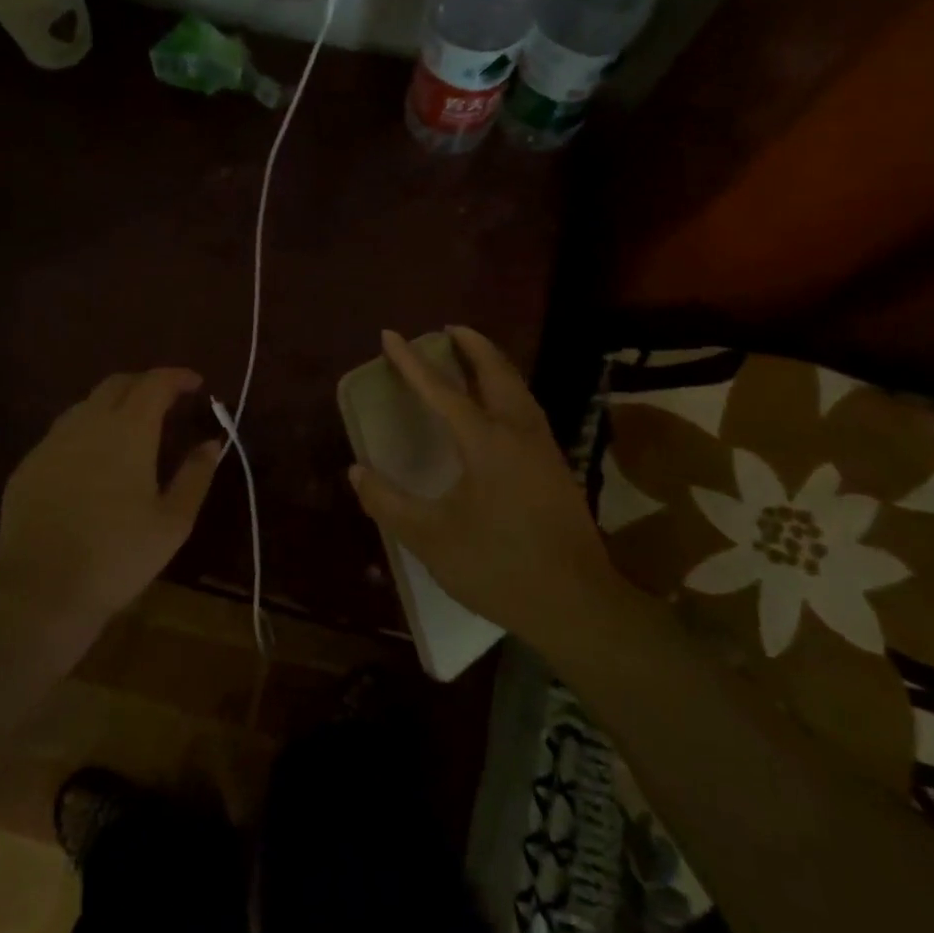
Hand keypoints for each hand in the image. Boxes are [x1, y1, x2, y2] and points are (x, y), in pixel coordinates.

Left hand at [0, 368, 222, 624]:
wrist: (41, 589)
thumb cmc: (119, 555)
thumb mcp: (173, 521)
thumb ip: (195, 475)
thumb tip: (211, 443)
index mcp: (129, 430)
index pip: (155, 383)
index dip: (178, 377)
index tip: (196, 384)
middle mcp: (88, 423)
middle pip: (118, 383)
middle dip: (146, 383)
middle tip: (167, 401)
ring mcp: (52, 442)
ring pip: (87, 404)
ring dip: (115, 404)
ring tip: (132, 428)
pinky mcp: (29, 464)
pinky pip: (63, 432)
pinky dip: (88, 430)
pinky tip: (94, 460)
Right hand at [348, 328, 612, 644]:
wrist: (575, 603)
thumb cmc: (498, 566)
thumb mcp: (431, 539)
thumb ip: (389, 503)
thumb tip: (357, 472)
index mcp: (486, 443)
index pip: (442, 391)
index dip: (412, 363)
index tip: (391, 335)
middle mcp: (519, 434)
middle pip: (497, 374)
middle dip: (473, 346)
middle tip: (451, 329)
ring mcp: (544, 450)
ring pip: (519, 390)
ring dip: (495, 366)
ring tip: (475, 357)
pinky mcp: (556, 470)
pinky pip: (528, 411)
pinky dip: (509, 391)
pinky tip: (501, 409)